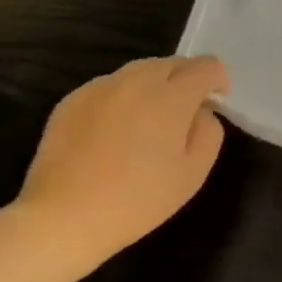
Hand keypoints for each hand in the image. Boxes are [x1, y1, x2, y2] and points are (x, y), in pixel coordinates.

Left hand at [15, 56, 228, 262]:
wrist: (63, 218)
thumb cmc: (138, 200)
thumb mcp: (194, 172)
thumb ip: (209, 130)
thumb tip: (200, 111)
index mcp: (171, 97)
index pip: (206, 66)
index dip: (218, 80)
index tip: (216, 102)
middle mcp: (135, 81)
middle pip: (172, 63)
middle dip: (186, 79)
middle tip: (184, 114)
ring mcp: (99, 88)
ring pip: (140, 71)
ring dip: (155, 86)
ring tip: (149, 120)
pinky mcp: (72, 100)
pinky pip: (110, 86)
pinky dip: (124, 97)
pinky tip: (116, 131)